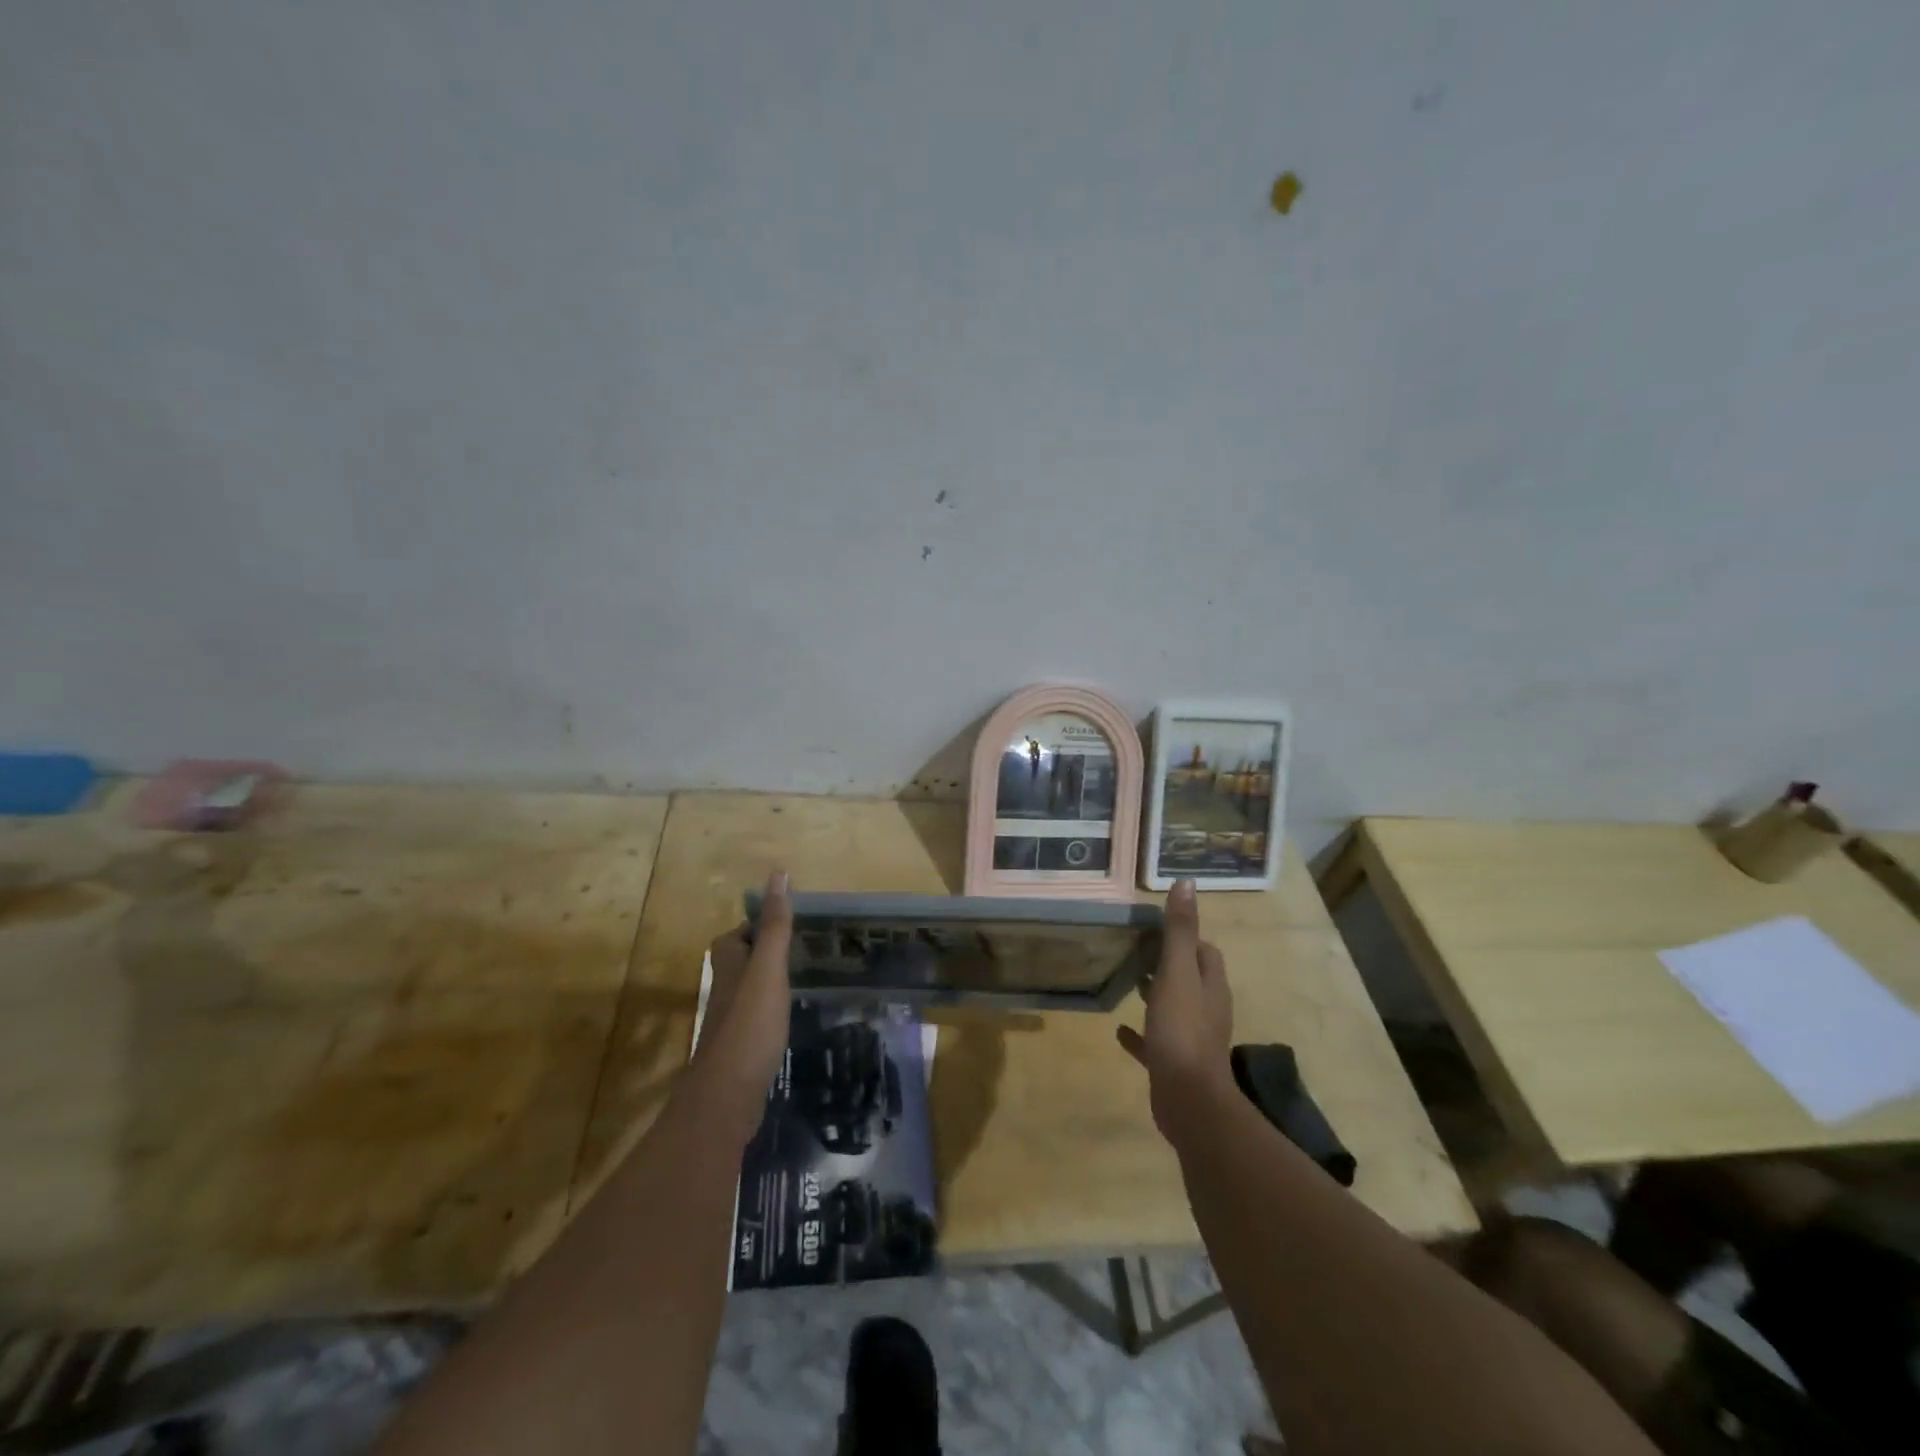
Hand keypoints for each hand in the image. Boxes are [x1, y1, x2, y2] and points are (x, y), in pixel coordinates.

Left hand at [691, 871, 792, 1133]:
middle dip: (766, 950)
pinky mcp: (740, 1046)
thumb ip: (775, 925)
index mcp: (729, 963)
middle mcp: (724, 987)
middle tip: (805, 947)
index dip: (761, 924)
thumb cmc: (749, 1024)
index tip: (792, 921)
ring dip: (770, 980)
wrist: (727, 1097)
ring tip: (805, 977)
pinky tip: (792, 1017)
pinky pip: (757, 1016)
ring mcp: (730, 1019)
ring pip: (749, 988)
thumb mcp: (768, 968)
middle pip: (743, 959)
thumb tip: (778, 873)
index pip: (740, 932)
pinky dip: (772, 1010)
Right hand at [1118, 879, 1234, 1138]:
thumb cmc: (1182, 1030)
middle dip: (1170, 963)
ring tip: (1129, 981)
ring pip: (1175, 1008)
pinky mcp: (1175, 1064)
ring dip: (1157, 994)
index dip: (1187, 938)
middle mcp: (1207, 1010)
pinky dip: (1140, 1033)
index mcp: (1211, 986)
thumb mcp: (1177, 973)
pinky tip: (1119, 1029)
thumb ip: (1179, 931)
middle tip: (1138, 950)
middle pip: (1191, 979)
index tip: (1158, 928)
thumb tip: (1186, 883)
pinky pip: (1156, 1041)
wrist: (1188, 1099)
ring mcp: (1192, 1038)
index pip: (1206, 952)